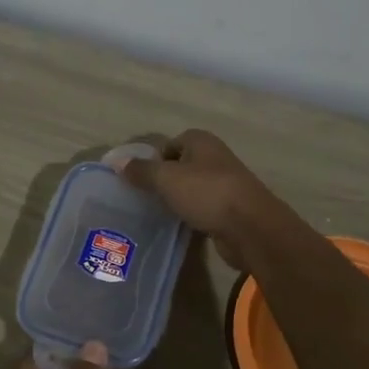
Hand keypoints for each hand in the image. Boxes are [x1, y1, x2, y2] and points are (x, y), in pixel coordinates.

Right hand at [114, 129, 282, 269]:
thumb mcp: (166, 179)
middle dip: (163, 180)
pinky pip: (203, 207)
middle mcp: (214, 157)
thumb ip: (141, 170)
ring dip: (177, 199)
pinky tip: (178, 226)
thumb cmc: (207, 193)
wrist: (251, 227)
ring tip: (155, 213)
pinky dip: (191, 214)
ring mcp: (225, 184)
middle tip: (142, 197)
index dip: (153, 159)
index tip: (137, 179)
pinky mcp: (230, 209)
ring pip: (192, 188)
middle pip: (180, 166)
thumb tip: (117, 162)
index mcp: (201, 141)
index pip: (169, 144)